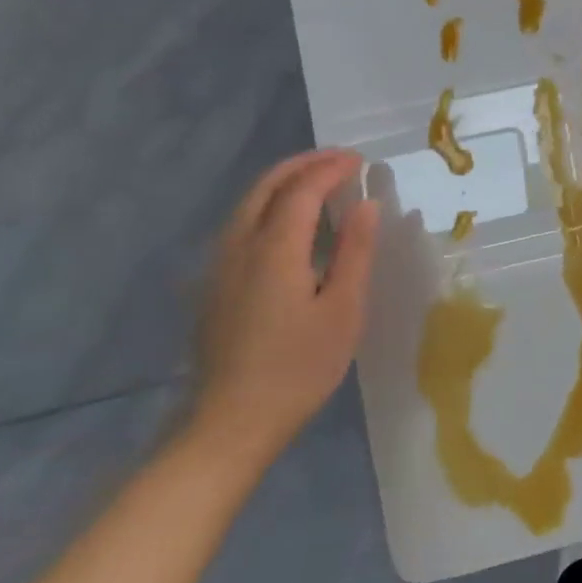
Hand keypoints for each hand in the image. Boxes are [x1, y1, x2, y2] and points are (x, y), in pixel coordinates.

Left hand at [188, 149, 379, 465]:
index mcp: (274, 250)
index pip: (302, 190)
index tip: (360, 160)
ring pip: (248, 203)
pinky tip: (289, 221)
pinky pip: (241, 224)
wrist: (231, 423)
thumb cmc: (299, 367)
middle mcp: (239, 247)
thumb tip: (367, 204)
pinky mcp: (214, 285)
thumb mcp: (343, 310)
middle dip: (304, 165)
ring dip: (284, 181)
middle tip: (340, 159)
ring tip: (319, 180)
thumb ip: (355, 251)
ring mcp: (220, 266)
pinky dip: (269, 204)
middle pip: (266, 187)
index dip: (331, 169)